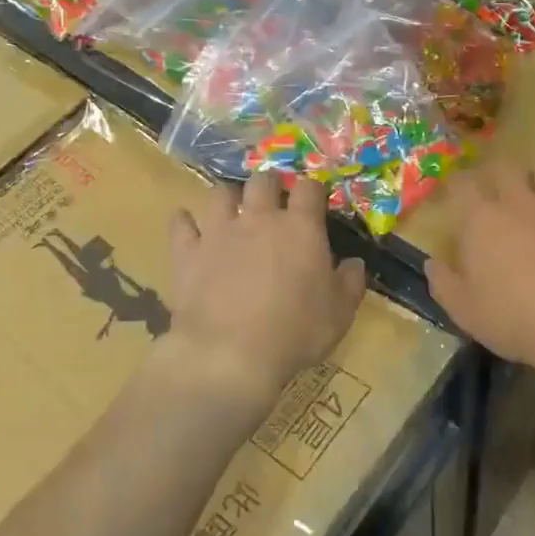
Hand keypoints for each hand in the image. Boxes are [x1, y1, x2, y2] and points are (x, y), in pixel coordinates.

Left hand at [168, 174, 367, 412]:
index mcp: (300, 227)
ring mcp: (219, 232)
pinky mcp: (188, 252)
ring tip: (232, 210)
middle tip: (273, 200)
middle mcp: (259, 218)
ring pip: (220, 194)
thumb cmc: (295, 333)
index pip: (309, 188)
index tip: (314, 200)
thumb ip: (350, 282)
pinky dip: (184, 222)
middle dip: (270, 184)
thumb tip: (354, 263)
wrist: (230, 355)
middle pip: (263, 180)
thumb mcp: (340, 313)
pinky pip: (181, 224)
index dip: (313, 190)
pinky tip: (187, 225)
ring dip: (229, 198)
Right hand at [425, 165, 534, 381]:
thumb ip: (443, 283)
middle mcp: (518, 201)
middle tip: (494, 194)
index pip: (461, 185)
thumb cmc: (517, 319)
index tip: (453, 194)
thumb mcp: (465, 311)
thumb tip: (432, 262)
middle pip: (503, 168)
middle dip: (495, 176)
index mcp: (480, 220)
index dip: (455, 185)